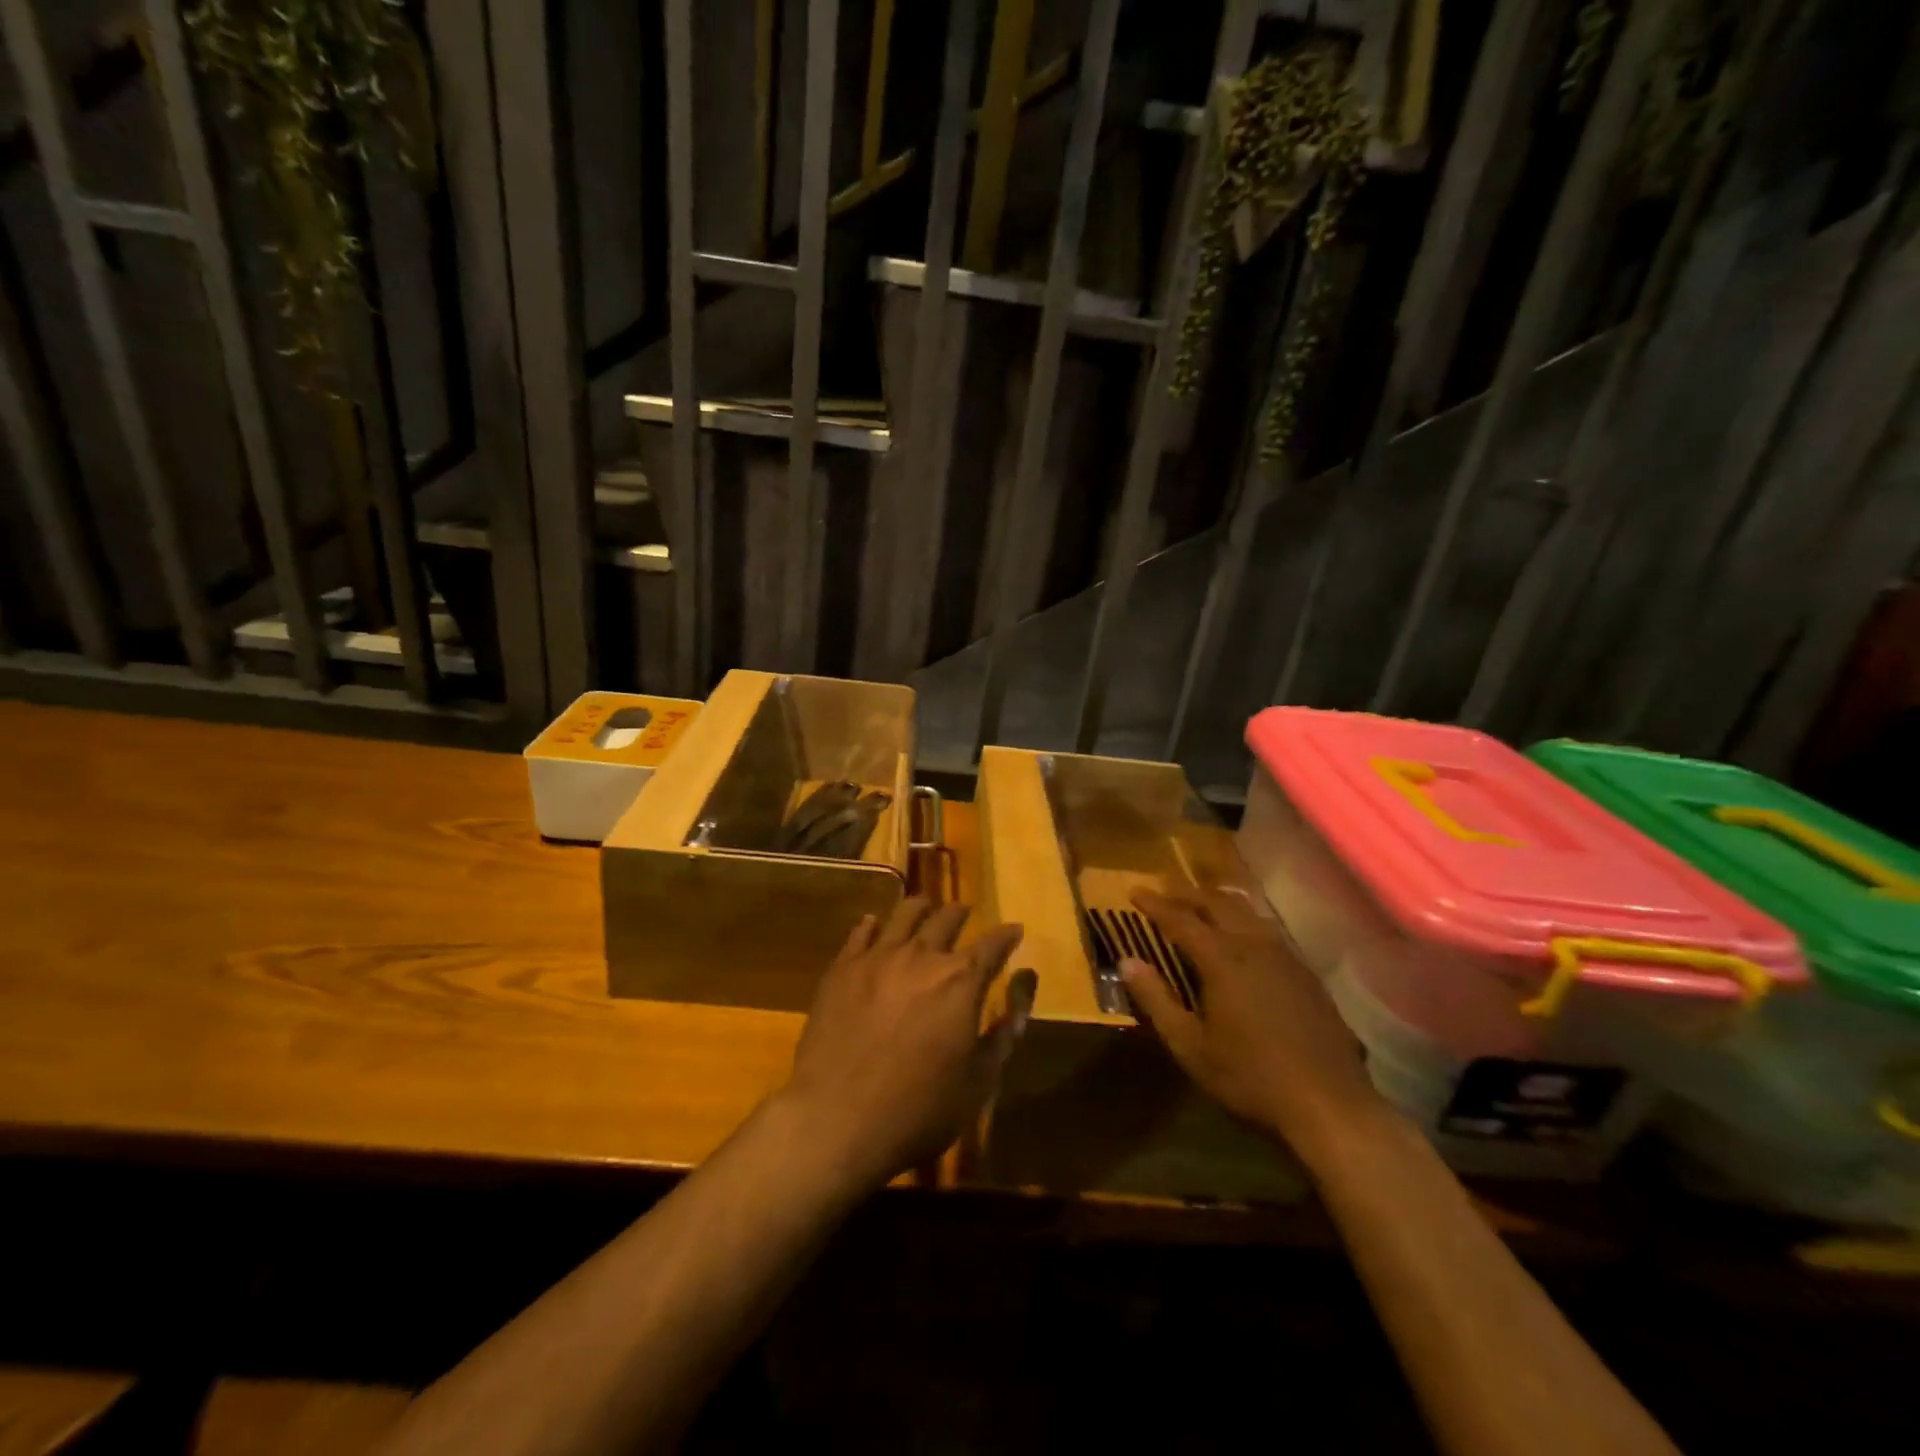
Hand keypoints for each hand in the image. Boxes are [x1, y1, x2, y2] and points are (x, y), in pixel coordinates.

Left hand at [781, 898, 1034, 1188]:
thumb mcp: (977, 1084)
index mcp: (961, 982)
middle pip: (947, 919)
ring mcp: (878, 957)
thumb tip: (1023, 997)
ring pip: (905, 914)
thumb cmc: (917, 1110)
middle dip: (961, 914)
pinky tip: (874, 925)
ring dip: (921, 908)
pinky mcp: (842, 967)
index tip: (1015, 929)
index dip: (1007, 935)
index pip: (993, 945)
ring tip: (924, 907)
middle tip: (965, 912)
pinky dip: (873, 925)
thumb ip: (1002, 1036)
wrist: (835, 1119)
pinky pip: (862, 932)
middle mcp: (922, 956)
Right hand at [1124, 888, 1387, 1168]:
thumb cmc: (1250, 1076)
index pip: (1181, 919)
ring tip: (1201, 902)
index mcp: (1222, 959)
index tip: (1135, 891)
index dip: (1155, 904)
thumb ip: (1156, 1000)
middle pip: (1217, 904)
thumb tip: (1127, 962)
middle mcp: (1254, 945)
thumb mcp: (1191, 1046)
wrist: (1330, 1103)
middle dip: (1187, 893)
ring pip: (1247, 912)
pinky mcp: (1306, 973)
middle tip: (1165, 890)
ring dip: (1219, 901)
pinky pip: (1268, 930)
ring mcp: (1285, 956)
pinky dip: (1245, 920)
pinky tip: (1244, 935)